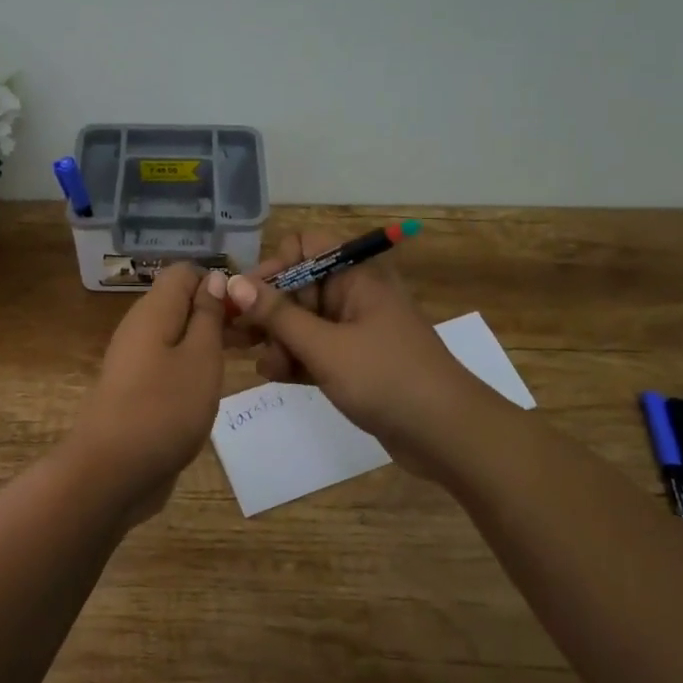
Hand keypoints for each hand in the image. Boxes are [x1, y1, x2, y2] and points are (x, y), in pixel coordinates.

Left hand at [71, 260, 228, 521]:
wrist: (112, 471)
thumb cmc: (164, 408)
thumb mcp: (200, 357)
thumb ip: (208, 315)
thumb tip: (213, 278)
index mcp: (154, 310)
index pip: (184, 273)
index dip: (218, 282)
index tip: (248, 309)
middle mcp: (141, 328)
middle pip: (181, 303)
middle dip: (218, 312)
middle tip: (258, 337)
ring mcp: (136, 361)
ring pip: (178, 334)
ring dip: (209, 341)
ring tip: (246, 359)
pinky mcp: (138, 390)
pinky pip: (170, 363)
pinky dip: (194, 366)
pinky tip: (215, 386)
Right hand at [226, 231, 483, 481]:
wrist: (449, 435)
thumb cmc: (387, 378)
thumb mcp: (325, 346)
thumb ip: (277, 316)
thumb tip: (234, 283)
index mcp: (355, 276)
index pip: (304, 247)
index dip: (273, 266)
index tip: (248, 297)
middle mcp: (353, 295)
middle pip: (298, 287)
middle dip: (266, 310)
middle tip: (233, 336)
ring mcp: (355, 330)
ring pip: (302, 321)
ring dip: (277, 339)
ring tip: (262, 365)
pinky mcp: (355, 362)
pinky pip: (315, 349)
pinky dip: (295, 358)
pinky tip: (275, 376)